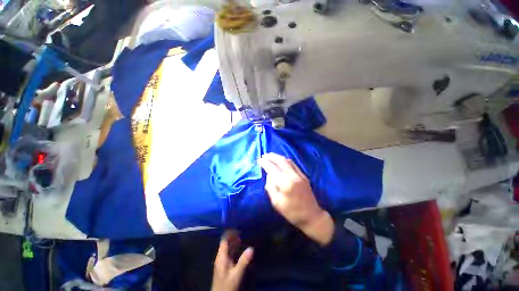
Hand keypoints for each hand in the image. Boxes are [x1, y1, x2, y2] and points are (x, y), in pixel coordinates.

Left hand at [212, 236, 252, 290]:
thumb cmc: (227, 286)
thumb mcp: (236, 275)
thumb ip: (243, 261)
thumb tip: (252, 248)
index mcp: (221, 257)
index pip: (224, 240)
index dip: (231, 233)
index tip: (239, 229)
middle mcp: (221, 257)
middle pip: (226, 243)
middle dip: (234, 237)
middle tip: (244, 233)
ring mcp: (222, 262)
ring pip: (228, 248)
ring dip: (235, 243)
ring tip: (244, 239)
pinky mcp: (225, 267)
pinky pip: (229, 254)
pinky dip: (235, 250)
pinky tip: (241, 250)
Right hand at [258, 153, 333, 245]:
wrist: (311, 215)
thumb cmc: (292, 212)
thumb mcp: (276, 203)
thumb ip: (270, 187)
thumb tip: (268, 175)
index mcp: (285, 184)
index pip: (272, 169)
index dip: (265, 163)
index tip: (259, 160)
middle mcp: (293, 176)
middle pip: (281, 161)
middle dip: (271, 156)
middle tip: (264, 155)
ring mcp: (299, 175)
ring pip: (287, 161)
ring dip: (278, 157)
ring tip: (270, 156)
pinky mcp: (303, 175)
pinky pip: (293, 164)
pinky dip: (285, 160)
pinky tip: (281, 160)